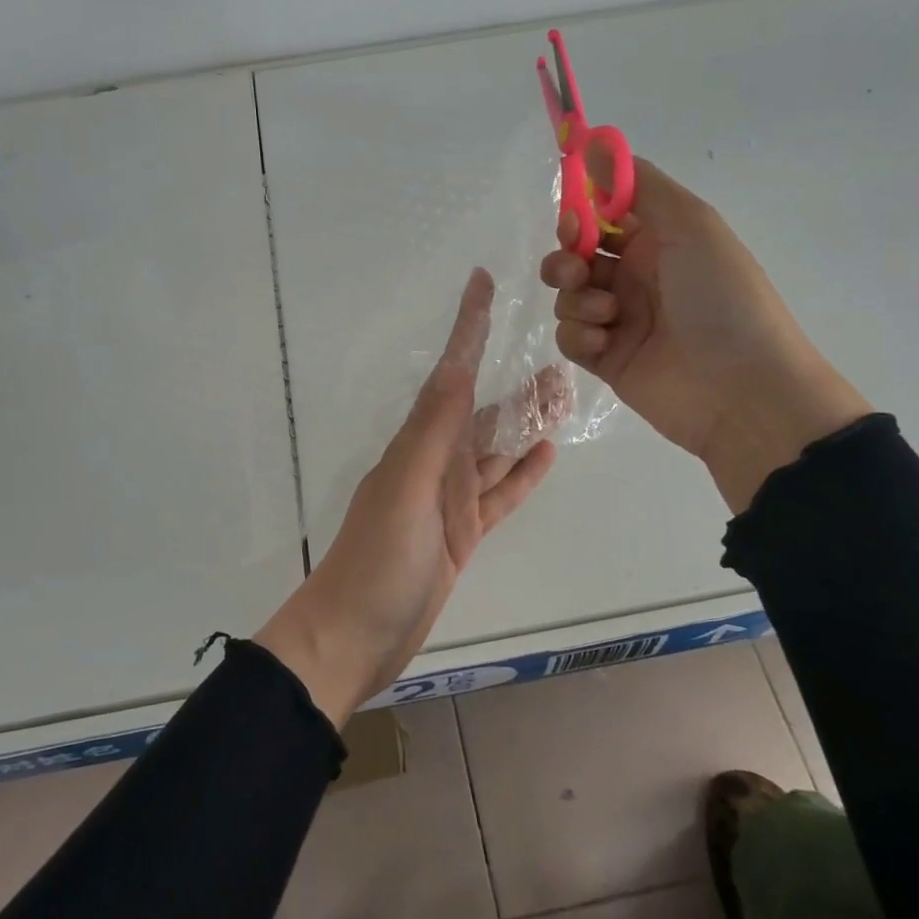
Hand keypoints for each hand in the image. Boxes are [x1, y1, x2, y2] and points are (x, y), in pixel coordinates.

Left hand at [255, 270, 557, 725]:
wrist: (354, 636)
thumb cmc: (377, 561)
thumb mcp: (406, 488)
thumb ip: (435, 430)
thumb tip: (457, 367)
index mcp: (420, 442)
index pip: (452, 372)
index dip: (468, 326)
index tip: (483, 283)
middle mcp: (436, 460)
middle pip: (484, 409)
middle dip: (516, 381)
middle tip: (561, 355)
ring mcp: (450, 498)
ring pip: (497, 449)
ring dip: (527, 422)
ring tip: (564, 396)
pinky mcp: (463, 533)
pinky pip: (499, 493)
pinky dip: (522, 474)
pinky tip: (546, 453)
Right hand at [540, 158, 869, 511]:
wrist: (741, 388)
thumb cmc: (721, 297)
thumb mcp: (690, 225)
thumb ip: (638, 185)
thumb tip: (594, 142)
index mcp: (661, 240)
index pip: (605, 216)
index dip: (582, 215)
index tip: (574, 221)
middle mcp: (638, 276)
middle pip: (577, 256)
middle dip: (567, 259)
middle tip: (578, 271)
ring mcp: (621, 320)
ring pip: (569, 296)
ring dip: (577, 299)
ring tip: (607, 314)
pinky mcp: (606, 359)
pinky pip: (570, 337)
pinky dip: (579, 335)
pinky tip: (604, 342)